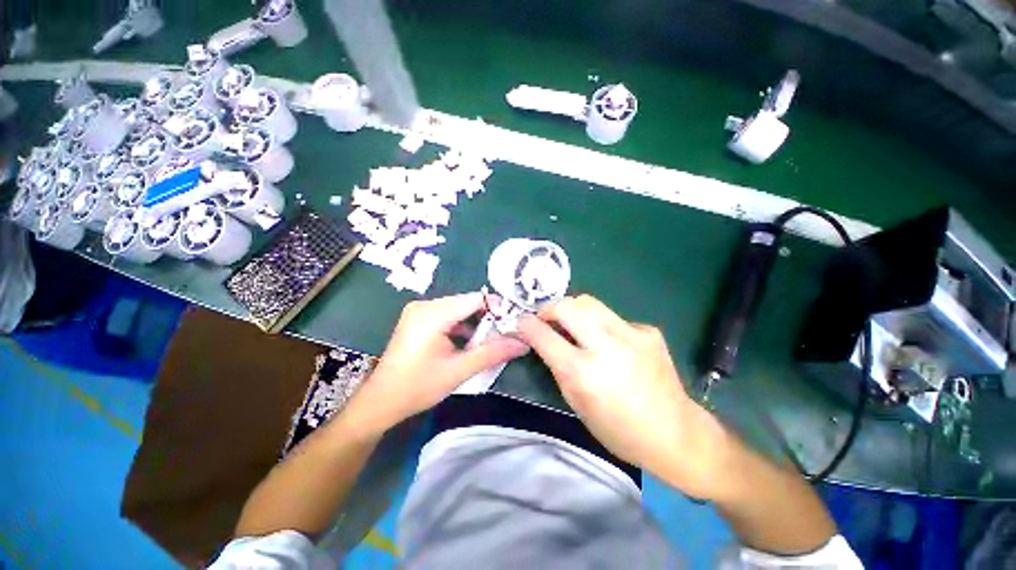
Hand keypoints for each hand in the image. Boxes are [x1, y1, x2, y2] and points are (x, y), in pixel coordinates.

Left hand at [346, 293, 528, 434]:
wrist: (381, 402)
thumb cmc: (418, 387)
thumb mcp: (459, 370)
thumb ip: (493, 353)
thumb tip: (523, 342)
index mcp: (433, 313)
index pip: (475, 299)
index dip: (497, 308)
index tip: (513, 324)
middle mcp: (425, 305)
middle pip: (467, 303)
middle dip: (488, 318)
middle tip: (504, 334)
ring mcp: (420, 311)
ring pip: (459, 309)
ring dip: (476, 323)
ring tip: (490, 340)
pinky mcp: (419, 320)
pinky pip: (448, 316)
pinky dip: (462, 327)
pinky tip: (469, 343)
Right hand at [516, 295, 728, 497]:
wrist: (674, 433)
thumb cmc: (618, 429)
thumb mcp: (576, 403)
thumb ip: (558, 366)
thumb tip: (544, 339)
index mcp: (582, 372)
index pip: (544, 335)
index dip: (527, 325)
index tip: (521, 321)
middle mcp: (605, 346)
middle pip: (568, 305)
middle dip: (549, 308)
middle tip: (546, 318)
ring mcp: (631, 334)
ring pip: (589, 302)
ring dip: (573, 310)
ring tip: (572, 324)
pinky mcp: (648, 330)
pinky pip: (613, 317)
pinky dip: (601, 324)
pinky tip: (609, 342)